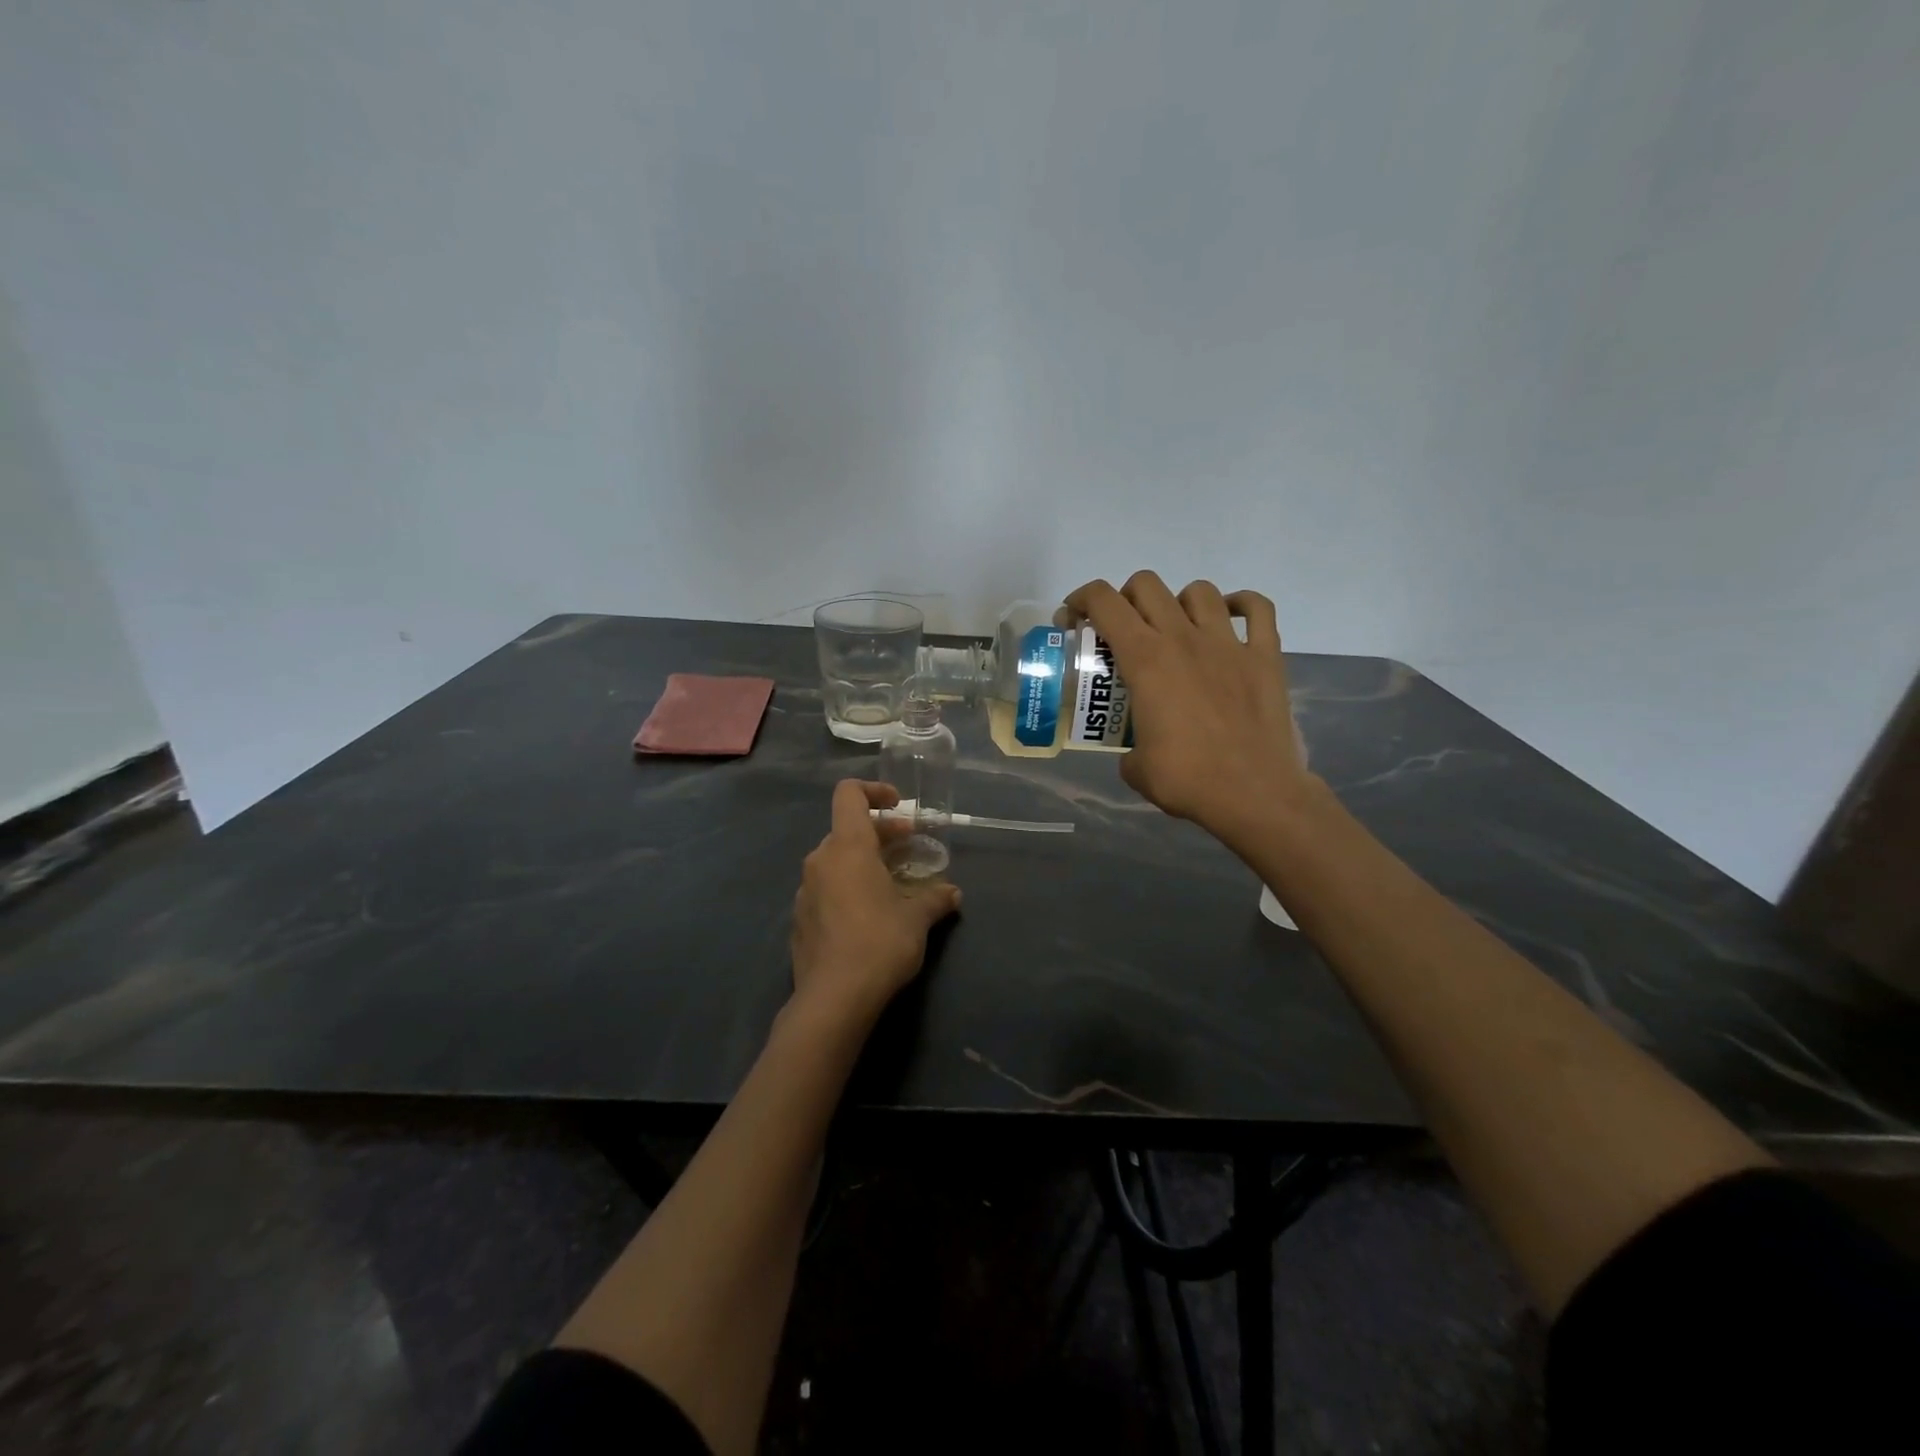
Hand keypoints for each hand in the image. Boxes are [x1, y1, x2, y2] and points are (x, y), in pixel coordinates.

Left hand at [789, 780, 961, 1026]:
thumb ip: (935, 898)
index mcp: (847, 847)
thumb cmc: (879, 943)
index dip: (874, 790)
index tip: (899, 805)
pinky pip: (825, 888)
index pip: (849, 794)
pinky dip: (848, 887)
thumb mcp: (917, 919)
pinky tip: (869, 914)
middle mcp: (820, 860)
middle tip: (910, 848)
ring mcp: (805, 890)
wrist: (833, 999)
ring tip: (893, 882)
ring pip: (835, 860)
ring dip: (864, 861)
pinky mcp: (800, 919)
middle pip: (847, 829)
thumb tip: (953, 893)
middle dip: (880, 833)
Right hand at [1064, 572, 1311, 842]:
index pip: (1104, 602)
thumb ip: (1129, 749)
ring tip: (1176, 630)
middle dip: (1125, 598)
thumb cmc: (1188, 780)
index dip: (1080, 600)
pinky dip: (1242, 605)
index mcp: (1145, 660)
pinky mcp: (1265, 656)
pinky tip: (1230, 619)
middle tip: (1123, 629)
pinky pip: (1257, 608)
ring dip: (1179, 603)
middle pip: (1146, 585)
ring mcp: (1228, 643)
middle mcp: (1183, 638)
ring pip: (1199, 591)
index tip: (1074, 621)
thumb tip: (1136, 752)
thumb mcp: (1136, 768)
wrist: (1255, 794)